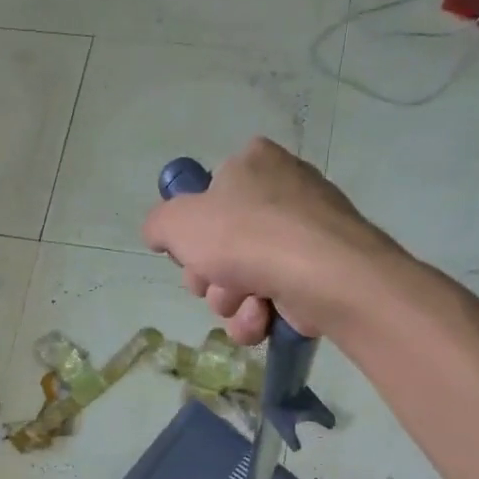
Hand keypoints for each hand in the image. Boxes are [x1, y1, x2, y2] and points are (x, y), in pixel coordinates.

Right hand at [142, 137, 400, 344]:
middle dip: (210, 276)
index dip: (192, 230)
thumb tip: (161, 234)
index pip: (207, 195)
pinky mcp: (318, 272)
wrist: (320, 273)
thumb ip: (158, 224)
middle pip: (220, 244)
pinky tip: (262, 316)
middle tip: (213, 282)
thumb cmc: (244, 236)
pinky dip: (258, 315)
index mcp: (252, 162)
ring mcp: (304, 232)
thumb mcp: (177, 222)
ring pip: (241, 278)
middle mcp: (282, 189)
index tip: (190, 251)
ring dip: (231, 301)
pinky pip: (270, 299)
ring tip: (246, 301)